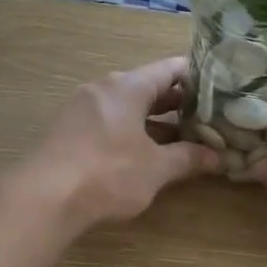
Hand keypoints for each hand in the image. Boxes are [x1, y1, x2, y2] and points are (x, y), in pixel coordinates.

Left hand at [34, 58, 220, 229]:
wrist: (45, 197)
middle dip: (178, 103)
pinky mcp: (69, 131)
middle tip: (207, 117)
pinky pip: (109, 122)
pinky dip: (131, 131)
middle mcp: (103, 89)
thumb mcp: (156, 168)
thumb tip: (218, 157)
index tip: (221, 90)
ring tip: (183, 137)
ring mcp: (82, 109)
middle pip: (148, 87)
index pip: (170, 69)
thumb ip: (188, 158)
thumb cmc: (108, 173)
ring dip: (154, 121)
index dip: (198, 78)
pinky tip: (145, 152)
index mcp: (127, 86)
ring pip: (127, 107)